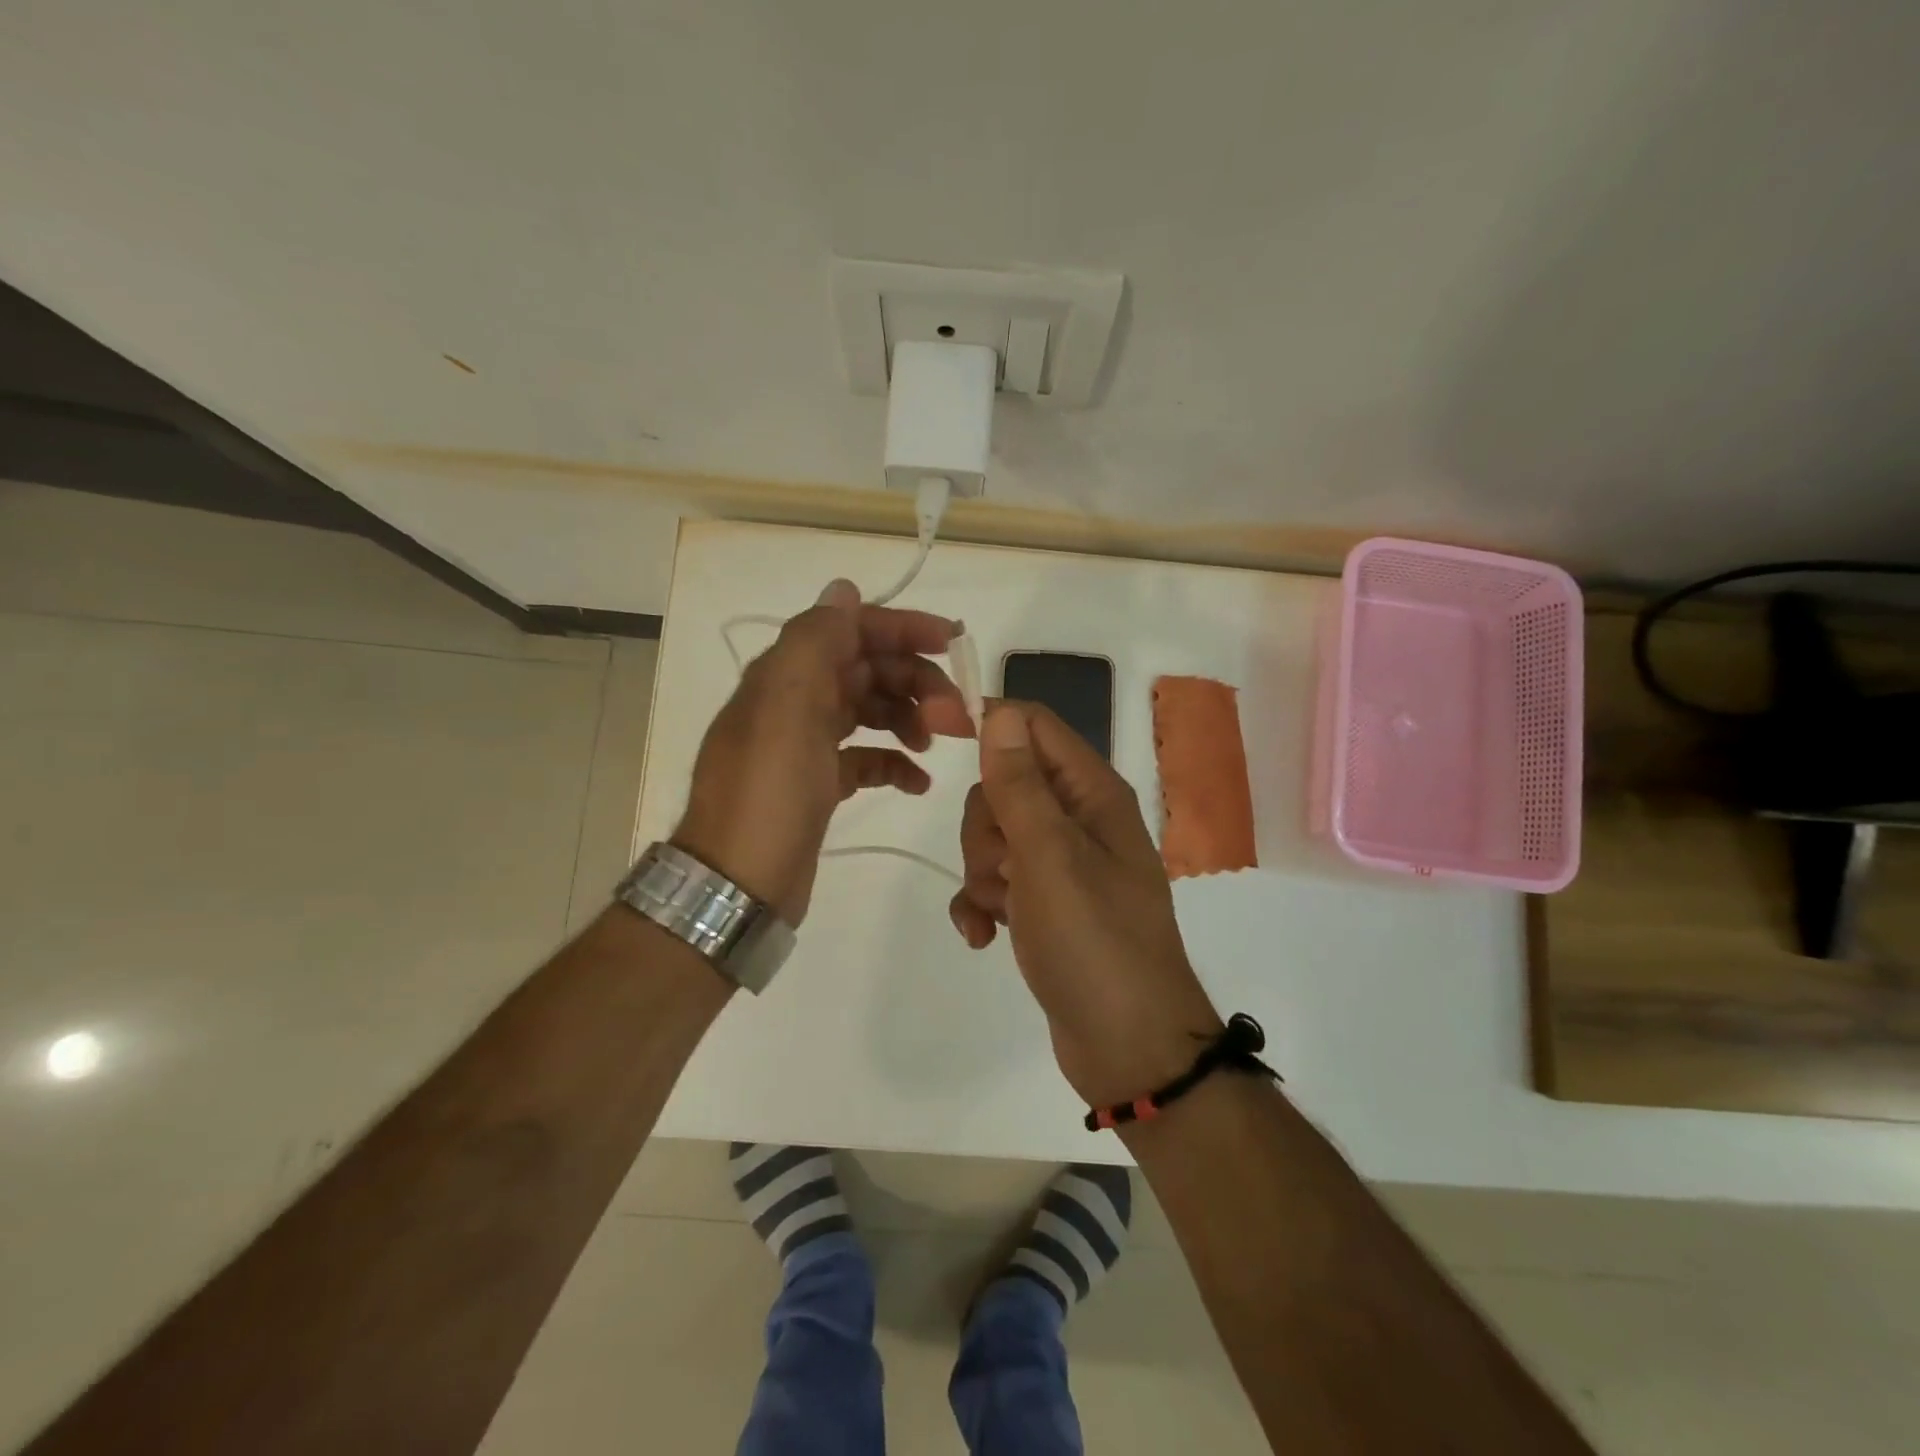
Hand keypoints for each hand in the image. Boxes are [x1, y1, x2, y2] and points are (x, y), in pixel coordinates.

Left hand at [673, 579, 971, 925]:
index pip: (852, 629)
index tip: (954, 644)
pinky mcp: (817, 784)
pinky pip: (864, 757)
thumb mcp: (788, 708)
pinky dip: (893, 762)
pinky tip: (916, 782)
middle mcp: (795, 701)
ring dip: (909, 718)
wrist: (738, 884)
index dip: (903, 629)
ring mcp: (805, 744)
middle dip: (916, 682)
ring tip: (936, 746)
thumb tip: (843, 589)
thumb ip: (814, 641)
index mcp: (788, 674)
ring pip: (870, 711)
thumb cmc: (769, 793)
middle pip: (867, 670)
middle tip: (957, 718)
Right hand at [949, 701, 1223, 1105]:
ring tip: (998, 911)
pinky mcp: (1048, 906)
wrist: (1129, 1048)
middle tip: (1000, 868)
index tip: (933, 731)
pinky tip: (982, 935)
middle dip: (984, 826)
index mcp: (1092, 794)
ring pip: (996, 837)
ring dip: (981, 872)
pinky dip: (983, 903)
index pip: (1033, 726)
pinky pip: (998, 882)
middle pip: (1006, 785)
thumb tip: (999, 712)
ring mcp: (1065, 866)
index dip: (985, 721)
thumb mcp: (1050, 857)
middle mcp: (1081, 821)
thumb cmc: (1093, 941)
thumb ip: (1020, 784)